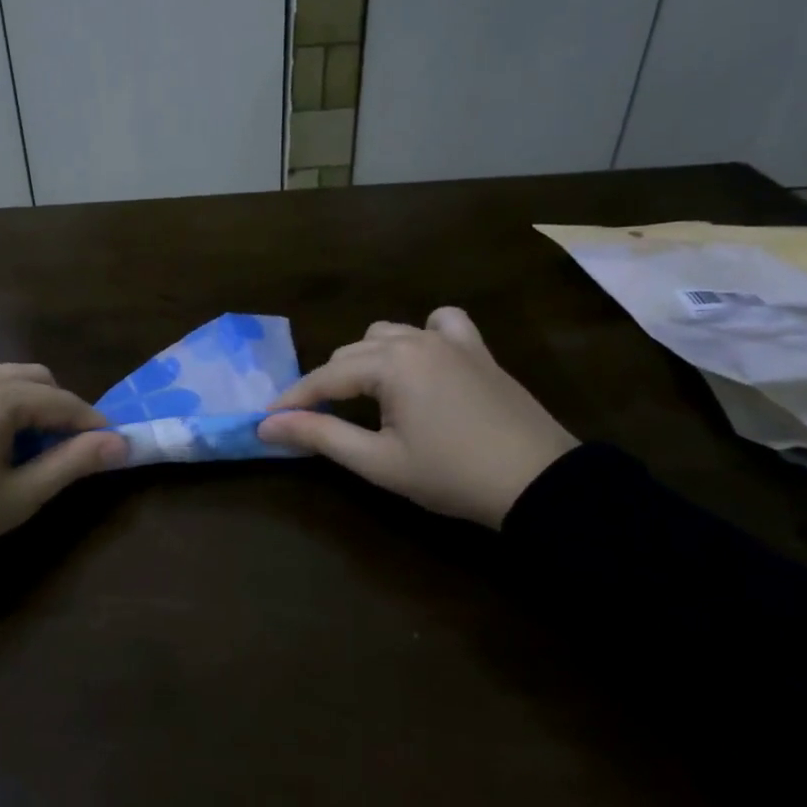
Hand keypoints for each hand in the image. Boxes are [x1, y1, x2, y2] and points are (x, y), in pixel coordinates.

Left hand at [0, 364, 126, 564]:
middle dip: (60, 407)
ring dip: (29, 403)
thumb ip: (72, 463)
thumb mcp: (19, 496)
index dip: (91, 423)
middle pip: (34, 378)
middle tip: (70, 447)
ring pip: (4, 379)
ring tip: (33, 446)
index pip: (61, 401)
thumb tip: (120, 443)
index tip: (114, 444)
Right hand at [256, 307, 577, 528]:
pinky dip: (421, 335)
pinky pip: (441, 324)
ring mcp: (450, 341)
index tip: (267, 420)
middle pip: (351, 354)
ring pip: (388, 334)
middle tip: (314, 420)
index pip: (325, 378)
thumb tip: (266, 425)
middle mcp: (415, 340)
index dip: (294, 400)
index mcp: (391, 364)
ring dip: (366, 360)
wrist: (539, 483)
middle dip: (327, 384)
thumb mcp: (378, 461)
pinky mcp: (477, 350)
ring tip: (364, 395)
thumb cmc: (452, 475)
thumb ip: (320, 436)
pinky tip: (421, 359)